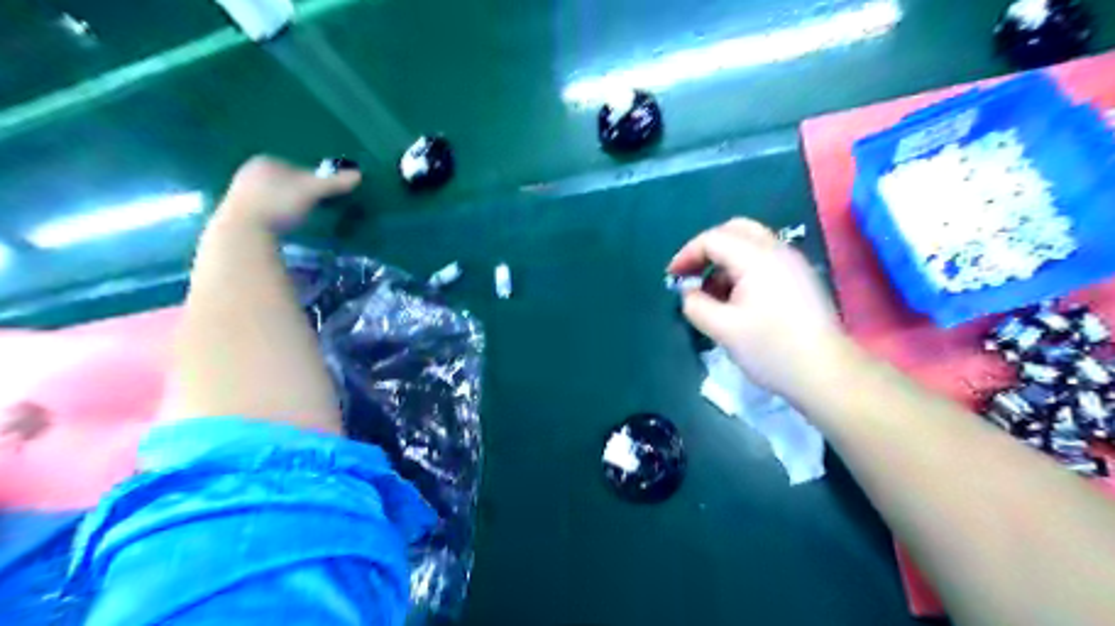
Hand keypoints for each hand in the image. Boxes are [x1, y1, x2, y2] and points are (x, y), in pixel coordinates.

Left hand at [216, 157, 357, 231]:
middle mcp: (247, 172)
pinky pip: (260, 210)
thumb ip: (333, 183)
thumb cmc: (279, 205)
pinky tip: (279, 228)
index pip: (294, 166)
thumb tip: (358, 174)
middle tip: (309, 207)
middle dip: (294, 191)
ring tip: (295, 219)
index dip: (308, 179)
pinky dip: (272, 216)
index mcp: (265, 162)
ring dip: (283, 204)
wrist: (243, 230)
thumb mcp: (311, 192)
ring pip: (270, 195)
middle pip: (281, 181)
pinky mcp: (234, 212)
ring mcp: (238, 192)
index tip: (319, 194)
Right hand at [666, 217, 849, 399]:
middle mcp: (777, 250)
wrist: (826, 373)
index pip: (713, 239)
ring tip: (711, 292)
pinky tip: (736, 298)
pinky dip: (742, 268)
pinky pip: (764, 258)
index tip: (672, 277)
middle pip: (735, 230)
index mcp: (756, 258)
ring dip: (725, 259)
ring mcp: (793, 263)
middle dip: (707, 249)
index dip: (687, 254)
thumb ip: (696, 305)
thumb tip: (688, 292)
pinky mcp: (800, 278)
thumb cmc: (771, 349)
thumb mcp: (723, 330)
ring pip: (751, 243)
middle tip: (691, 273)